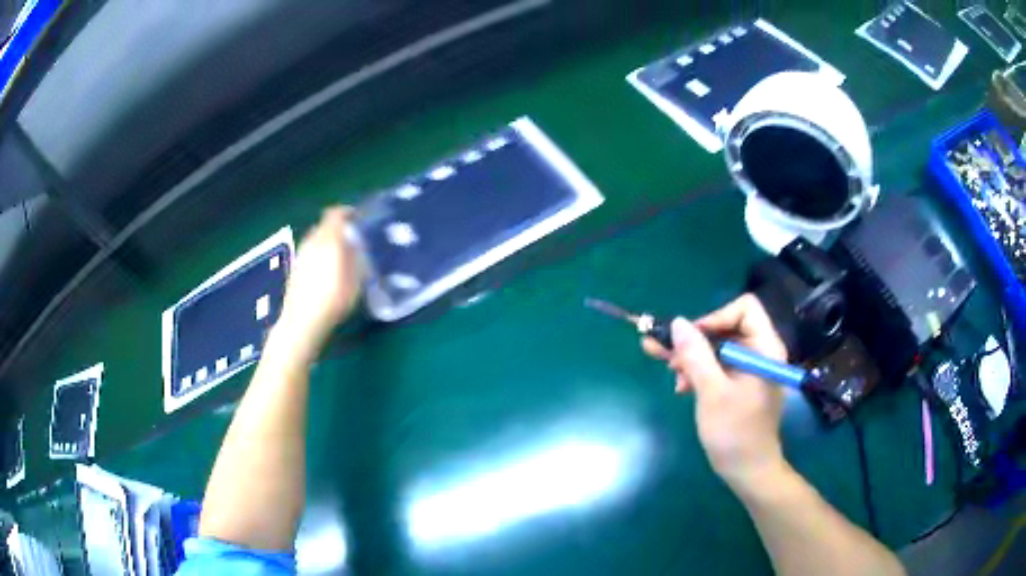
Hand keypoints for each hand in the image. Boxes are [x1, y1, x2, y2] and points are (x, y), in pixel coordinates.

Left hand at [276, 207, 362, 359]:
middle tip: (352, 239)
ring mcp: (301, 255)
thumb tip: (357, 244)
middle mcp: (312, 242)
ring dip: (327, 242)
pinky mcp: (295, 268)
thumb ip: (356, 258)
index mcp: (328, 240)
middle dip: (338, 229)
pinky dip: (319, 254)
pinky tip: (325, 271)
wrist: (302, 322)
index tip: (358, 218)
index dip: (347, 213)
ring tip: (339, 256)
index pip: (336, 214)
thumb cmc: (332, 301)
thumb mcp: (354, 280)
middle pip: (325, 226)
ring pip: (316, 239)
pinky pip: (310, 252)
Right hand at [642, 294, 789, 492]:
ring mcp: (750, 369)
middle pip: (727, 327)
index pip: (744, 309)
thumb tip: (678, 323)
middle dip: (695, 340)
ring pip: (718, 347)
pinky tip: (683, 387)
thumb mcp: (712, 392)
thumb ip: (695, 355)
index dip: (715, 317)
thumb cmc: (734, 432)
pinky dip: (700, 372)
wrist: (748, 471)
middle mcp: (760, 352)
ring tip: (672, 374)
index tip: (690, 338)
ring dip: (693, 358)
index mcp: (764, 348)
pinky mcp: (741, 384)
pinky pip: (719, 366)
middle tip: (662, 351)